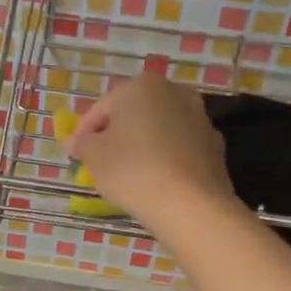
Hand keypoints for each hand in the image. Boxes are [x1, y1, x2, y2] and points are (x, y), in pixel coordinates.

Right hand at [66, 74, 236, 231]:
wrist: (190, 205)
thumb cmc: (132, 171)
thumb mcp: (93, 155)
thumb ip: (82, 142)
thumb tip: (80, 141)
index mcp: (141, 85)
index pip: (101, 108)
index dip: (84, 132)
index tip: (75, 155)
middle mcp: (174, 92)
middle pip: (133, 114)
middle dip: (116, 134)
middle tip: (101, 162)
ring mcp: (199, 118)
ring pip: (159, 130)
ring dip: (143, 145)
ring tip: (129, 174)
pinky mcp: (214, 145)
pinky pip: (179, 148)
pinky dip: (166, 159)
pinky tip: (157, 181)